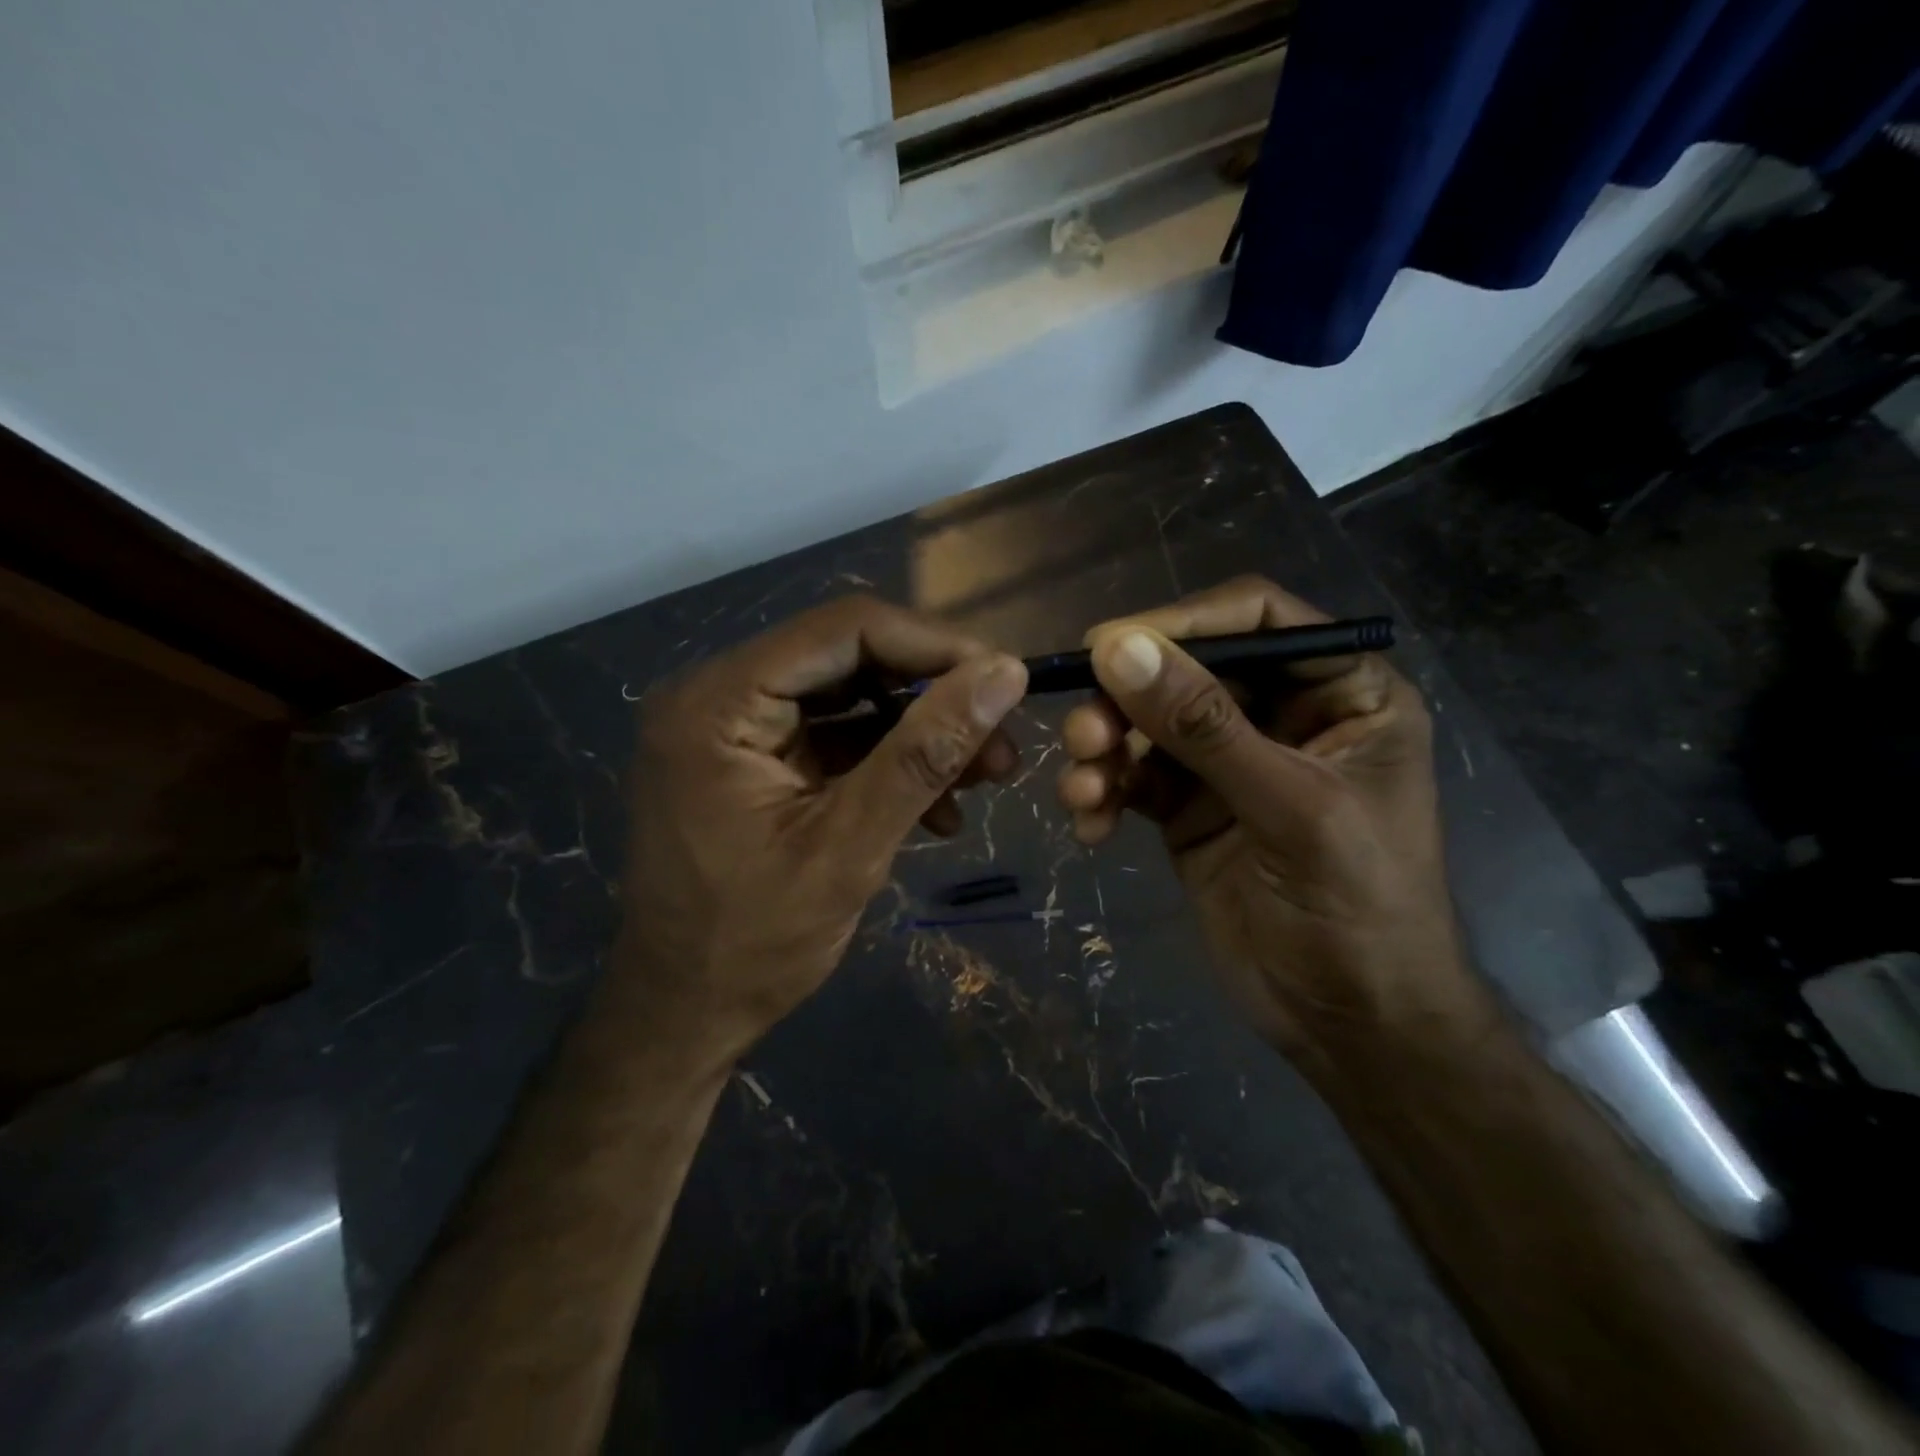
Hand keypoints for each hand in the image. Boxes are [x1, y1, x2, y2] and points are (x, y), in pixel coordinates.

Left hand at [618, 596, 1027, 1060]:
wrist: (683, 1016)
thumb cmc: (753, 943)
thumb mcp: (850, 846)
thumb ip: (926, 753)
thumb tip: (1005, 674)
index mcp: (719, 702)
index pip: (844, 630)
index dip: (934, 646)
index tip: (1006, 681)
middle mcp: (718, 695)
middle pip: (849, 659)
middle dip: (934, 697)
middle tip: (1002, 743)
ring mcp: (734, 729)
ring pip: (850, 699)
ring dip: (921, 734)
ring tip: (985, 778)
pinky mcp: (753, 762)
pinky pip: (834, 739)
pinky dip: (888, 764)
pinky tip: (938, 810)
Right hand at [1055, 577, 1486, 1066]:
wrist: (1351, 1024)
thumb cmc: (1359, 910)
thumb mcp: (1289, 809)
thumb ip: (1204, 727)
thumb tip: (1118, 648)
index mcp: (1341, 693)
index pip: (1257, 620)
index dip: (1183, 621)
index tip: (1108, 644)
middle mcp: (1281, 714)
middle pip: (1186, 670)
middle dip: (1127, 700)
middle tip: (1083, 734)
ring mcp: (1228, 762)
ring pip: (1148, 724)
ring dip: (1105, 750)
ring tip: (1082, 789)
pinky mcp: (1188, 807)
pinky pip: (1132, 777)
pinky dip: (1103, 792)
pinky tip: (1089, 825)